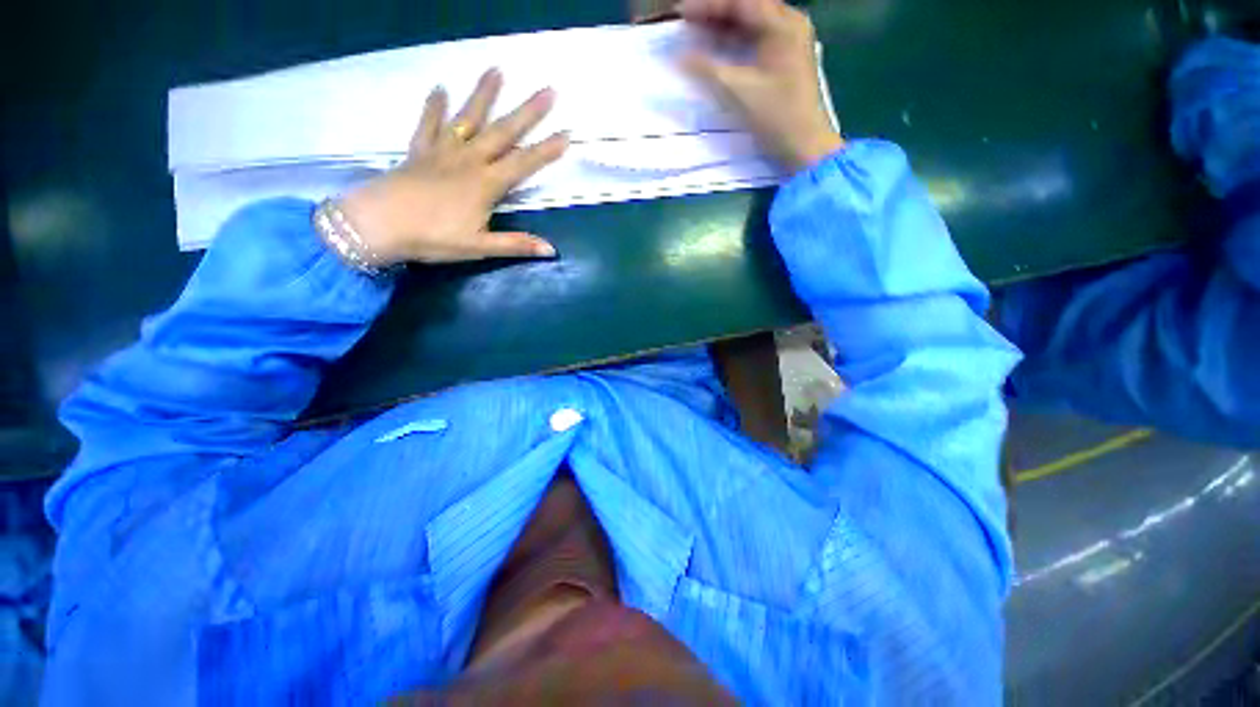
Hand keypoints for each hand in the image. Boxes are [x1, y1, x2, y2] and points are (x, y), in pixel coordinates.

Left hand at [337, 69, 568, 265]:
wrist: (378, 225)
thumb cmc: (433, 238)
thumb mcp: (479, 247)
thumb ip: (516, 245)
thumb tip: (552, 250)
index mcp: (486, 184)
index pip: (524, 164)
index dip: (547, 151)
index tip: (567, 134)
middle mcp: (469, 161)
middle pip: (503, 132)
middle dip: (528, 111)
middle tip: (547, 89)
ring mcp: (442, 152)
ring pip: (468, 119)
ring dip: (483, 95)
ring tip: (496, 69)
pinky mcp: (419, 151)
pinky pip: (429, 124)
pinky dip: (434, 107)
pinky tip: (440, 89)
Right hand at [679, 0, 843, 170]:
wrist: (805, 144)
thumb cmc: (776, 116)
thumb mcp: (739, 91)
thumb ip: (707, 70)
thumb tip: (679, 57)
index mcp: (782, 24)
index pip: (740, 2)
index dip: (708, 6)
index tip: (681, 13)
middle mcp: (790, 23)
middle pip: (748, 6)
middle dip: (716, 12)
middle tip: (687, 22)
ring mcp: (791, 40)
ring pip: (753, 21)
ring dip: (725, 26)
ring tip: (698, 33)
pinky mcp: (787, 58)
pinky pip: (758, 37)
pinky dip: (737, 40)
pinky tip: (719, 49)